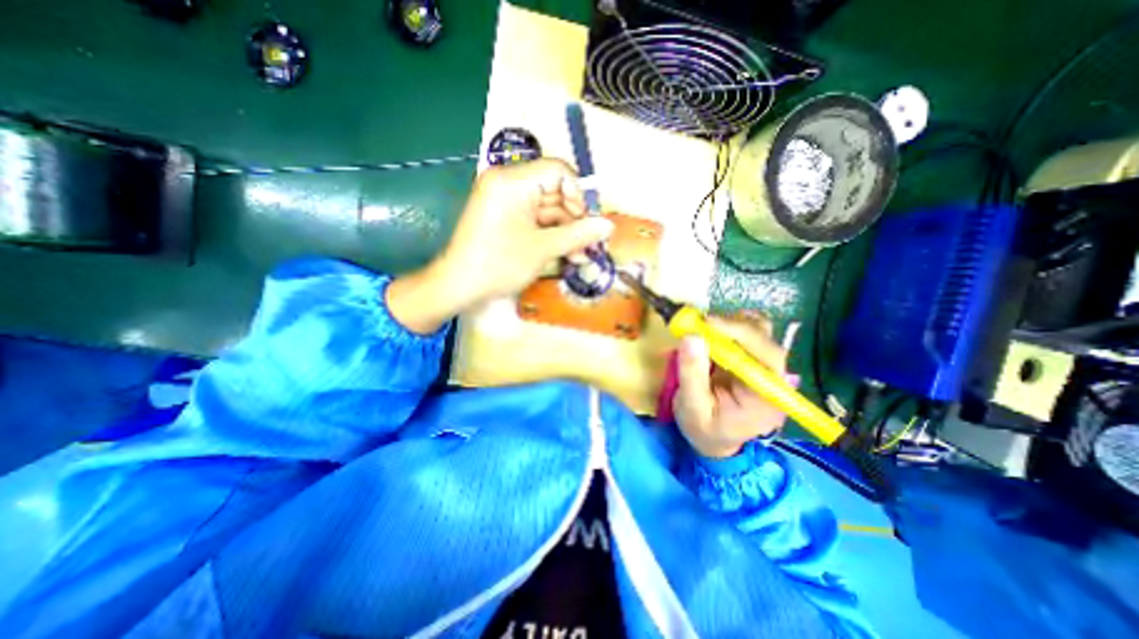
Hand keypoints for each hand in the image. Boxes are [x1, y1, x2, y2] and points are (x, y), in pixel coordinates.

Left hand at [386, 159, 613, 333]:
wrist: (458, 286)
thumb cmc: (499, 264)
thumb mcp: (543, 249)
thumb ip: (578, 234)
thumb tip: (609, 226)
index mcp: (513, 181)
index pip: (558, 171)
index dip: (579, 194)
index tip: (589, 222)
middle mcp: (508, 182)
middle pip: (554, 192)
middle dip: (575, 220)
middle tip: (590, 245)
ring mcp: (505, 200)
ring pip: (547, 209)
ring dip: (566, 232)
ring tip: (580, 257)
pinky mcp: (505, 216)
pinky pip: (535, 219)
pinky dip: (551, 235)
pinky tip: (566, 255)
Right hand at [669, 312, 788, 459]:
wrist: (713, 438)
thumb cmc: (704, 428)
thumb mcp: (692, 407)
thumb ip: (692, 374)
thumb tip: (691, 337)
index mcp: (767, 397)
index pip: (768, 356)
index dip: (742, 334)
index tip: (709, 323)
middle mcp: (773, 378)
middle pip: (767, 338)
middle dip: (733, 326)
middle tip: (699, 324)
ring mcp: (764, 366)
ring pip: (760, 330)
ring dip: (731, 323)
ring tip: (704, 330)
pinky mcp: (752, 359)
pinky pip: (748, 332)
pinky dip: (729, 326)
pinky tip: (712, 333)